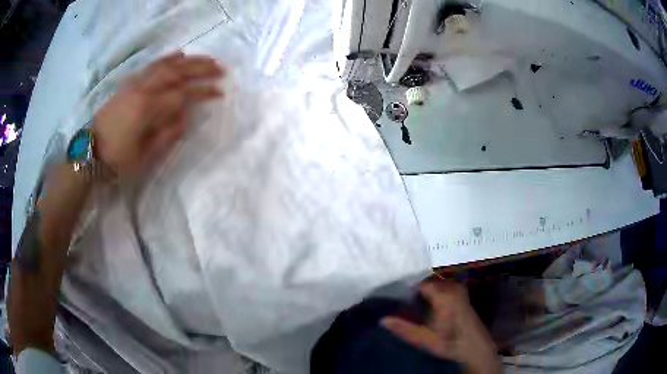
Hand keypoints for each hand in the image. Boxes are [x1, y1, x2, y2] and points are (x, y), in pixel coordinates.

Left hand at [93, 51, 223, 177]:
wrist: (89, 152)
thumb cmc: (116, 159)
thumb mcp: (143, 156)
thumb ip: (166, 135)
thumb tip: (185, 118)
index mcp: (148, 109)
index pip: (182, 95)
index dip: (203, 92)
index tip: (220, 91)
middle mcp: (143, 90)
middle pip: (176, 72)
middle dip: (200, 69)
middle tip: (219, 67)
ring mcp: (135, 85)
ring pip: (165, 65)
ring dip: (187, 60)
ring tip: (204, 59)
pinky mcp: (129, 84)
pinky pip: (151, 66)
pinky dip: (167, 59)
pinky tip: (178, 55)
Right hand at [382, 281, 501, 373]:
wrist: (475, 348)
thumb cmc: (450, 343)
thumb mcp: (424, 339)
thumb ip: (403, 328)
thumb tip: (382, 320)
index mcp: (444, 294)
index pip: (419, 285)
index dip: (407, 293)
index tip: (396, 301)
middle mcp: (453, 287)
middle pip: (427, 284)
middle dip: (415, 294)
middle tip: (403, 306)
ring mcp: (459, 290)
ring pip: (436, 287)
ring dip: (425, 296)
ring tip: (413, 308)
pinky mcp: (462, 295)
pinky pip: (443, 289)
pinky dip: (434, 296)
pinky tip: (428, 309)